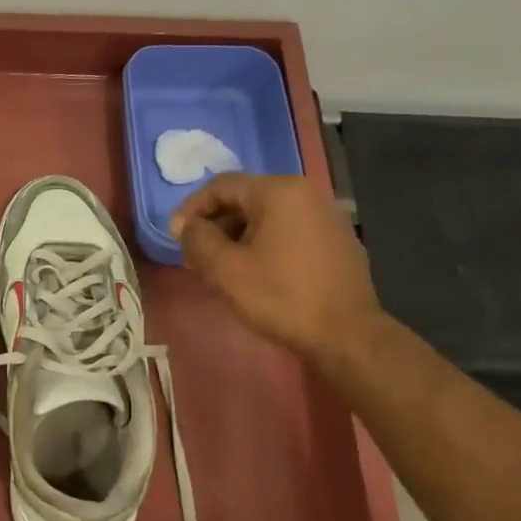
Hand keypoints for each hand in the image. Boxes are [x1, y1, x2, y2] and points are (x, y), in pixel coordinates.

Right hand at [170, 173, 382, 356]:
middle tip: (195, 256)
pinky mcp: (336, 239)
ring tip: (221, 267)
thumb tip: (186, 225)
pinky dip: (264, 243)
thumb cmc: (280, 297)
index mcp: (278, 191)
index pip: (221, 185)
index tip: (175, 237)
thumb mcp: (226, 269)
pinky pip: (288, 230)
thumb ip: (198, 239)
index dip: (191, 209)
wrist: (346, 334)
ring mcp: (325, 215)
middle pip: (245, 198)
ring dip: (237, 236)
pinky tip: (255, 273)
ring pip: (267, 216)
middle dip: (215, 224)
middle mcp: (305, 193)